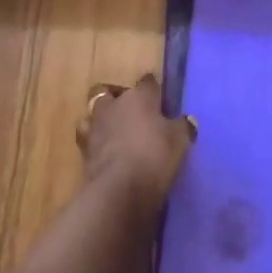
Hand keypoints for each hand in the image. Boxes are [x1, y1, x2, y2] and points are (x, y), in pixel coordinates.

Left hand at [74, 75, 195, 215]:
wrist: (120, 190)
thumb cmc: (154, 156)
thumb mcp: (178, 142)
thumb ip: (183, 127)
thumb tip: (188, 120)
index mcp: (139, 96)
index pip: (148, 82)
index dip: (154, 90)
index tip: (160, 100)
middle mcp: (115, 104)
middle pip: (114, 92)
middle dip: (120, 100)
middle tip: (133, 116)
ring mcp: (96, 125)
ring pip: (95, 112)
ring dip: (103, 119)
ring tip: (115, 133)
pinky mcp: (83, 149)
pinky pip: (88, 138)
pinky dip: (95, 142)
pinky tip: (104, 152)